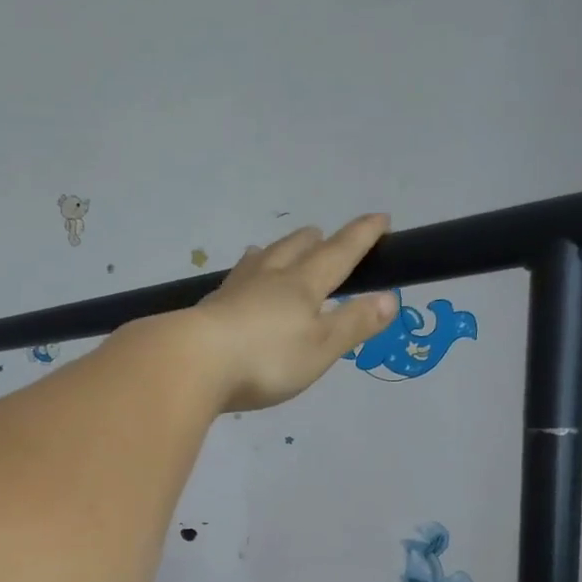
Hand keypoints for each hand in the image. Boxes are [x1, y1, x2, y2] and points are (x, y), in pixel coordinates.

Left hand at [181, 215, 400, 411]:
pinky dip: (244, 277)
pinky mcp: (208, 311)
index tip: (379, 218)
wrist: (192, 363)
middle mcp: (268, 279)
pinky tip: (234, 287)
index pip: (338, 254)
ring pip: (258, 261)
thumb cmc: (266, 359)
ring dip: (273, 252)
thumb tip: (389, 298)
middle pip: (293, 250)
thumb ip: (353, 323)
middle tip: (321, 234)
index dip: (361, 237)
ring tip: (272, 250)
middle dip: (313, 241)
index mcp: (302, 285)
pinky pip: (233, 283)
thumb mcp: (320, 347)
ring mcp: (233, 292)